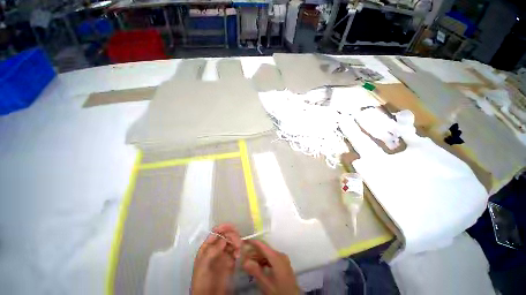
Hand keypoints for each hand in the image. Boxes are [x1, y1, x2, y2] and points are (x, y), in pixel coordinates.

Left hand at [191, 224, 241, 294]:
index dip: (223, 228)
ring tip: (238, 250)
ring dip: (237, 242)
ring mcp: (224, 254)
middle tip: (237, 243)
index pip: (216, 232)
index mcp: (207, 246)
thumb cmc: (202, 280)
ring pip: (232, 241)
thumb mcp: (204, 264)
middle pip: (226, 235)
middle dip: (233, 235)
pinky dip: (238, 250)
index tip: (231, 228)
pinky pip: (236, 250)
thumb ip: (213, 249)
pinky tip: (238, 255)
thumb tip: (224, 238)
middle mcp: (216, 248)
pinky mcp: (230, 261)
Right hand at [241, 240, 298, 294]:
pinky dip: (264, 261)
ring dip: (258, 257)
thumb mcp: (266, 284)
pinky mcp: (283, 264)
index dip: (253, 242)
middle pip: (265, 249)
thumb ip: (255, 271)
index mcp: (277, 257)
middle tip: (243, 255)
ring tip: (248, 262)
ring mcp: (283, 259)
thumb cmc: (280, 292)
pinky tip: (258, 266)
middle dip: (254, 251)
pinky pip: (272, 258)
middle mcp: (280, 255)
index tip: (243, 241)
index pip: (262, 245)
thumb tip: (244, 261)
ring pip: (268, 254)